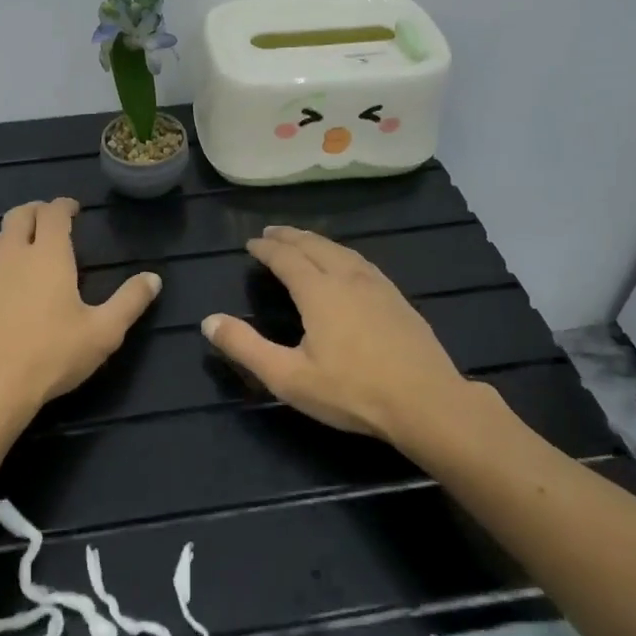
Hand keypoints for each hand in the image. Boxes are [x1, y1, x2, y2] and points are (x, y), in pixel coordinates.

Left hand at [0, 198, 161, 422]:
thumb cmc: (52, 354)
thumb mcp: (103, 332)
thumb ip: (129, 302)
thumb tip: (153, 278)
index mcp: (48, 255)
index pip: (52, 213)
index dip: (64, 206)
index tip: (74, 210)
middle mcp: (15, 255)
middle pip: (19, 215)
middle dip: (37, 210)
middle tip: (53, 219)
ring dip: (14, 230)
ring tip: (30, 242)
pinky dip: (2, 254)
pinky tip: (12, 277)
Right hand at [201, 226, 466, 441]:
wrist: (427, 403)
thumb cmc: (352, 392)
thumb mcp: (288, 377)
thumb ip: (245, 347)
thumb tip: (208, 321)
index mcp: (319, 292)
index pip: (286, 258)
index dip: (266, 249)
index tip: (251, 243)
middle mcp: (348, 278)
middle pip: (315, 246)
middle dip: (290, 237)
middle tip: (272, 232)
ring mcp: (378, 286)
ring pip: (342, 251)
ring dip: (317, 241)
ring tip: (304, 241)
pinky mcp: (398, 299)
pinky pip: (362, 262)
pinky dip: (342, 253)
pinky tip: (347, 265)